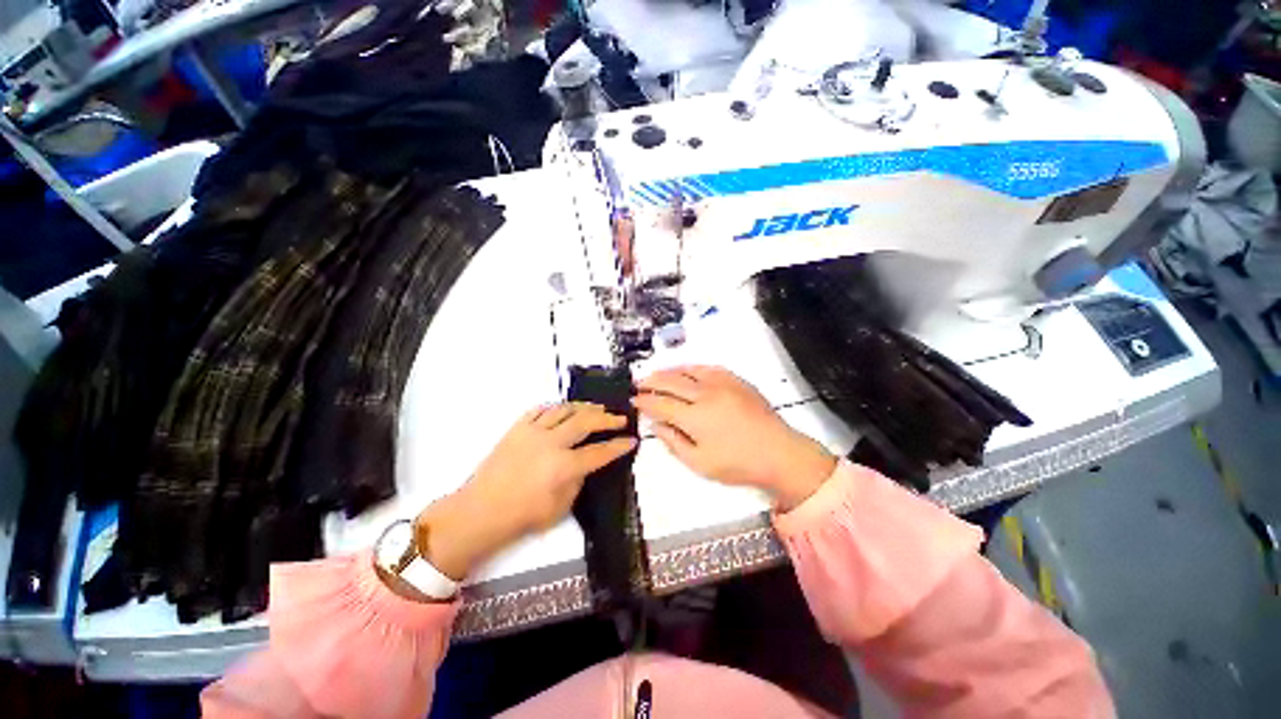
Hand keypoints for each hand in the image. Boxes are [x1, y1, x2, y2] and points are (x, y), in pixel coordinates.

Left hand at [413, 403, 635, 579]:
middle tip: (619, 417)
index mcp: (563, 467)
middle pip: (586, 422)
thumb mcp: (560, 507)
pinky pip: (540, 410)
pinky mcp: (517, 428)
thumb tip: (584, 463)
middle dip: (607, 418)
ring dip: (584, 407)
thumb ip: (577, 480)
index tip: (632, 439)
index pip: (600, 451)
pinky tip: (564, 409)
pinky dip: (556, 407)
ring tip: (596, 408)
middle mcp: (551, 443)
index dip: (619, 445)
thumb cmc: (522, 517)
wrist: (480, 511)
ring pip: (564, 410)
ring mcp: (532, 432)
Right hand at [633, 366, 835, 511]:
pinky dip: (692, 367)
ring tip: (657, 374)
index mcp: (694, 417)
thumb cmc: (738, 464)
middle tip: (639, 383)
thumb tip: (656, 425)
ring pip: (688, 370)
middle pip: (671, 382)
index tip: (634, 400)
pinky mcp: (735, 380)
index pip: (660, 403)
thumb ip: (673, 442)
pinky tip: (686, 370)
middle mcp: (705, 394)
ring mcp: (722, 384)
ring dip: (669, 371)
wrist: (779, 453)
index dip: (644, 401)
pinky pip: (708, 368)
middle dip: (651, 381)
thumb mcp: (700, 463)